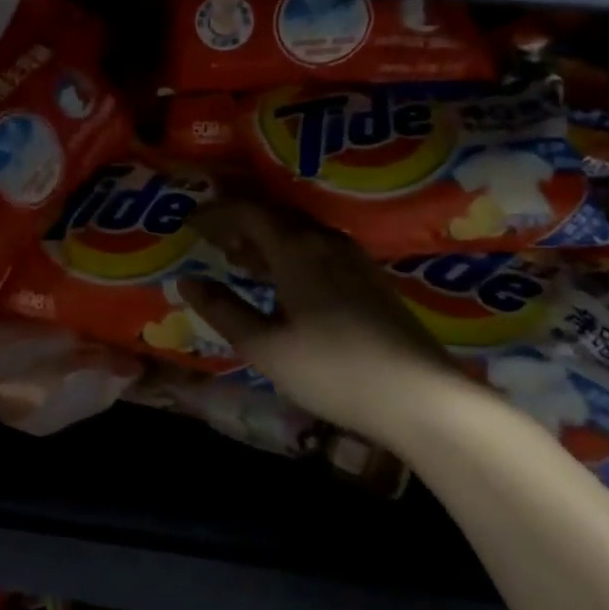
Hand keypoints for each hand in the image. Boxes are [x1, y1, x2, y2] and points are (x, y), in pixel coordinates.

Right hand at [178, 200, 467, 445]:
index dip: (215, 213)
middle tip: (209, 238)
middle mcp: (325, 241)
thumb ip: (223, 310)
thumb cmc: (332, 370)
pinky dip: (288, 254)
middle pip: (274, 216)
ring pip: (298, 233)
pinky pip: (317, 249)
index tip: (188, 223)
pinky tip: (282, 282)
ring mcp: (353, 259)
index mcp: (296, 249)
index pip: (247, 212)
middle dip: (238, 222)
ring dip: (264, 239)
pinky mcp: (370, 279)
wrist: (421, 398)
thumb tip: (186, 281)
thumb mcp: (265, 346)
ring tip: (238, 259)